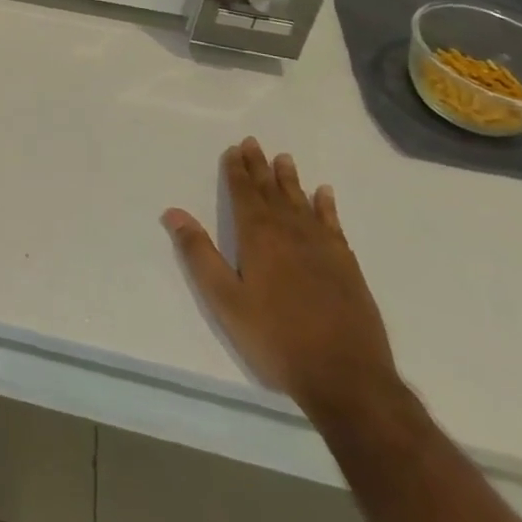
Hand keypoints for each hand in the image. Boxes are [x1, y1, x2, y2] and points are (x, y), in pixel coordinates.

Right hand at [162, 138, 397, 420]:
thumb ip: (199, 254)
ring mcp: (322, 248)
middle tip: (253, 143)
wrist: (348, 379)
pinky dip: (326, 206)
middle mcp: (290, 232)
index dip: (236, 171)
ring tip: (284, 159)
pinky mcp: (347, 266)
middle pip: (271, 191)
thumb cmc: (277, 339)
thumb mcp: (226, 300)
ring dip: (290, 179)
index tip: (233, 149)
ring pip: (301, 202)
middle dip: (260, 167)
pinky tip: (324, 194)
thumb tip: (173, 212)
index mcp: (258, 237)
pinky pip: (333, 224)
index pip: (244, 194)